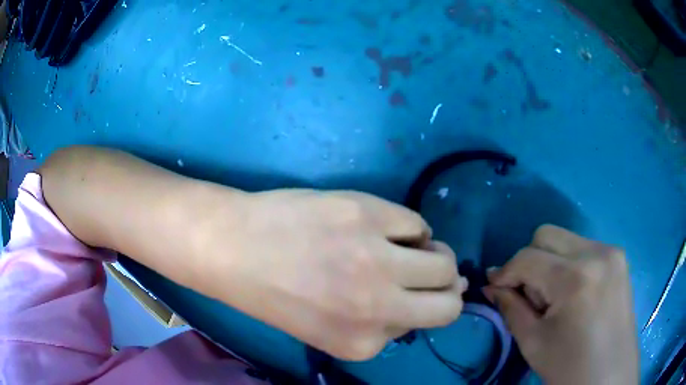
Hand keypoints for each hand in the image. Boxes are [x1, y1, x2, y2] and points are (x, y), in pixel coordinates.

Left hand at [198, 190, 467, 360]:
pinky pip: (418, 224)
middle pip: (451, 303)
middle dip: (445, 287)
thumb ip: (381, 322)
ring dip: (435, 255)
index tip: (401, 293)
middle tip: (424, 270)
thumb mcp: (329, 330)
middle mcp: (377, 308)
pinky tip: (379, 226)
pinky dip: (407, 228)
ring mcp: (376, 260)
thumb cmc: (276, 292)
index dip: (413, 307)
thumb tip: (436, 294)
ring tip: (407, 247)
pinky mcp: (368, 216)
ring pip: (445, 262)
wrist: (233, 247)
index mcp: (362, 344)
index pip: (422, 327)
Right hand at [484, 225, 637, 383]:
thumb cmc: (570, 367)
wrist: (610, 376)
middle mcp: (596, 252)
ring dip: (549, 263)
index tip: (495, 289)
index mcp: (575, 277)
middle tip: (529, 295)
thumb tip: (491, 284)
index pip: (527, 257)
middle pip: (546, 235)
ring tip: (553, 297)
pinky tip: (573, 293)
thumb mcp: (534, 342)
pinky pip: (583, 248)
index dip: (505, 272)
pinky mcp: (619, 258)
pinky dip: (568, 264)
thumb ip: (511, 307)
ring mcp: (611, 251)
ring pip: (565, 239)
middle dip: (528, 261)